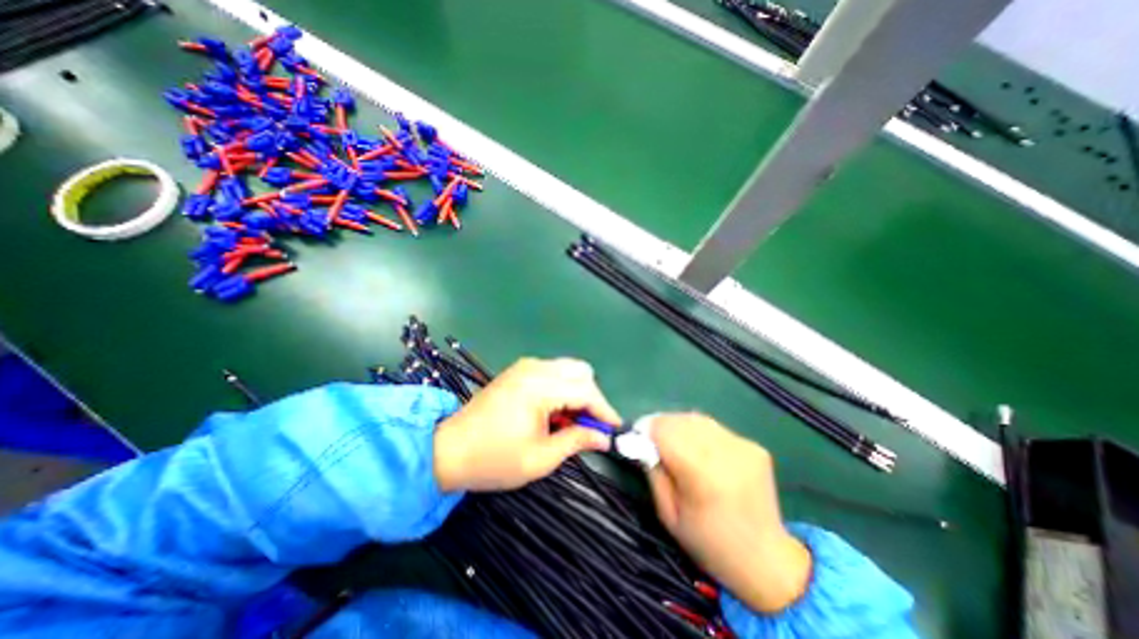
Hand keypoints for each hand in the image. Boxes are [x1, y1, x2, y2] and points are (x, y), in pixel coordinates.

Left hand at [432, 359, 620, 493]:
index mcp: (539, 387)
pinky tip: (554, 412)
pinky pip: (553, 372)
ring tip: (570, 422)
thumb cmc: (493, 459)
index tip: (615, 429)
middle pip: (581, 372)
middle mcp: (534, 368)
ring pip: (568, 369)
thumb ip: (576, 441)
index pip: (585, 390)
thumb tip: (604, 437)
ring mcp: (525, 366)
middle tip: (589, 427)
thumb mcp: (540, 459)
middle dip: (592, 398)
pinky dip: (562, 388)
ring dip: (577, 392)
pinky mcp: (518, 370)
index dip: (604, 410)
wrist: (448, 450)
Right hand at [645, 415, 814, 614]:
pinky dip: (699, 432)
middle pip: (681, 420)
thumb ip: (654, 472)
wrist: (768, 561)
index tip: (635, 435)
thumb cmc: (709, 543)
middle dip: (660, 425)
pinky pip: (715, 428)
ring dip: (678, 425)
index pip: (665, 432)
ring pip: (697, 419)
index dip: (646, 429)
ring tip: (672, 441)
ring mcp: (743, 446)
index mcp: (703, 475)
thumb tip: (641, 442)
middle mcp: (726, 453)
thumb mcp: (668, 514)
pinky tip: (698, 449)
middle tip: (650, 438)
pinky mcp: (754, 446)